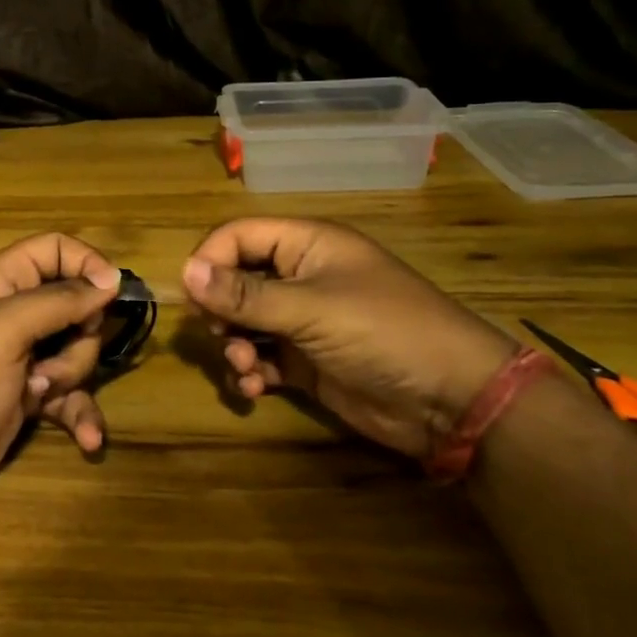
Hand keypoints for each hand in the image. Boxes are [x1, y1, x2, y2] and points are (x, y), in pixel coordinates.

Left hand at [0, 233, 121, 509]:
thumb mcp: (5, 330)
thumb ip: (59, 300)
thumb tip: (111, 278)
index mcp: (1, 282)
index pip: (53, 249)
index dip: (86, 263)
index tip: (112, 291)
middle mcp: (14, 313)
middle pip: (75, 304)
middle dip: (79, 335)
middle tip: (54, 355)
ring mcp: (24, 356)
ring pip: (78, 351)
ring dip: (71, 376)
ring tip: (38, 393)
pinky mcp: (31, 395)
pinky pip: (73, 395)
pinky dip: (81, 414)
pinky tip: (87, 440)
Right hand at [181, 218, 516, 460]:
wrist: (452, 400)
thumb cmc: (382, 332)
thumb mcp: (311, 309)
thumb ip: (245, 294)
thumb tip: (184, 271)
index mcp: (306, 245)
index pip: (239, 236)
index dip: (210, 260)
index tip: (192, 297)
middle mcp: (301, 276)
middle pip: (235, 280)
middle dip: (220, 310)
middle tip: (216, 334)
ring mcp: (304, 320)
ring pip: (244, 323)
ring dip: (233, 345)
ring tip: (243, 367)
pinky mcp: (307, 360)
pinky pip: (262, 357)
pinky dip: (251, 371)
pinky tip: (254, 389)